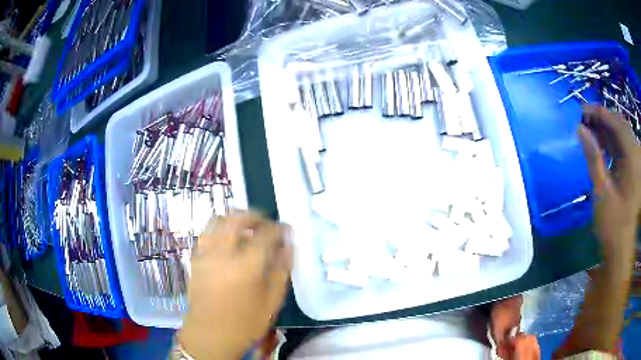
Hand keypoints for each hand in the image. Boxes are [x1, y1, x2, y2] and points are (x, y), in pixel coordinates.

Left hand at [178, 211, 291, 359]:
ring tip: (245, 229)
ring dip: (234, 219)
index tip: (285, 231)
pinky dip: (219, 229)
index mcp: (246, 266)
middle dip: (255, 215)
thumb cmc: (245, 322)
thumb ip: (281, 271)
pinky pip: (206, 233)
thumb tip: (288, 247)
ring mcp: (206, 253)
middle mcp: (223, 253)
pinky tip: (227, 241)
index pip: (266, 234)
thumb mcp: (272, 301)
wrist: (210, 334)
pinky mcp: (195, 258)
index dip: (279, 228)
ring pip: (217, 220)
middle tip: (265, 223)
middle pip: (237, 218)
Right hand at [578, 106, 640, 267]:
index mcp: (632, 159)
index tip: (582, 110)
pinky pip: (622, 148)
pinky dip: (611, 143)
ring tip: (589, 130)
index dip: (600, 113)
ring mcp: (635, 164)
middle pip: (620, 126)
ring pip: (621, 136)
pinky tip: (600, 145)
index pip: (617, 124)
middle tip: (584, 120)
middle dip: (602, 120)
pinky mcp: (632, 171)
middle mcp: (635, 156)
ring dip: (606, 131)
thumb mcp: (602, 191)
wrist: (620, 250)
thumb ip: (593, 157)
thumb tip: (580, 129)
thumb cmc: (612, 225)